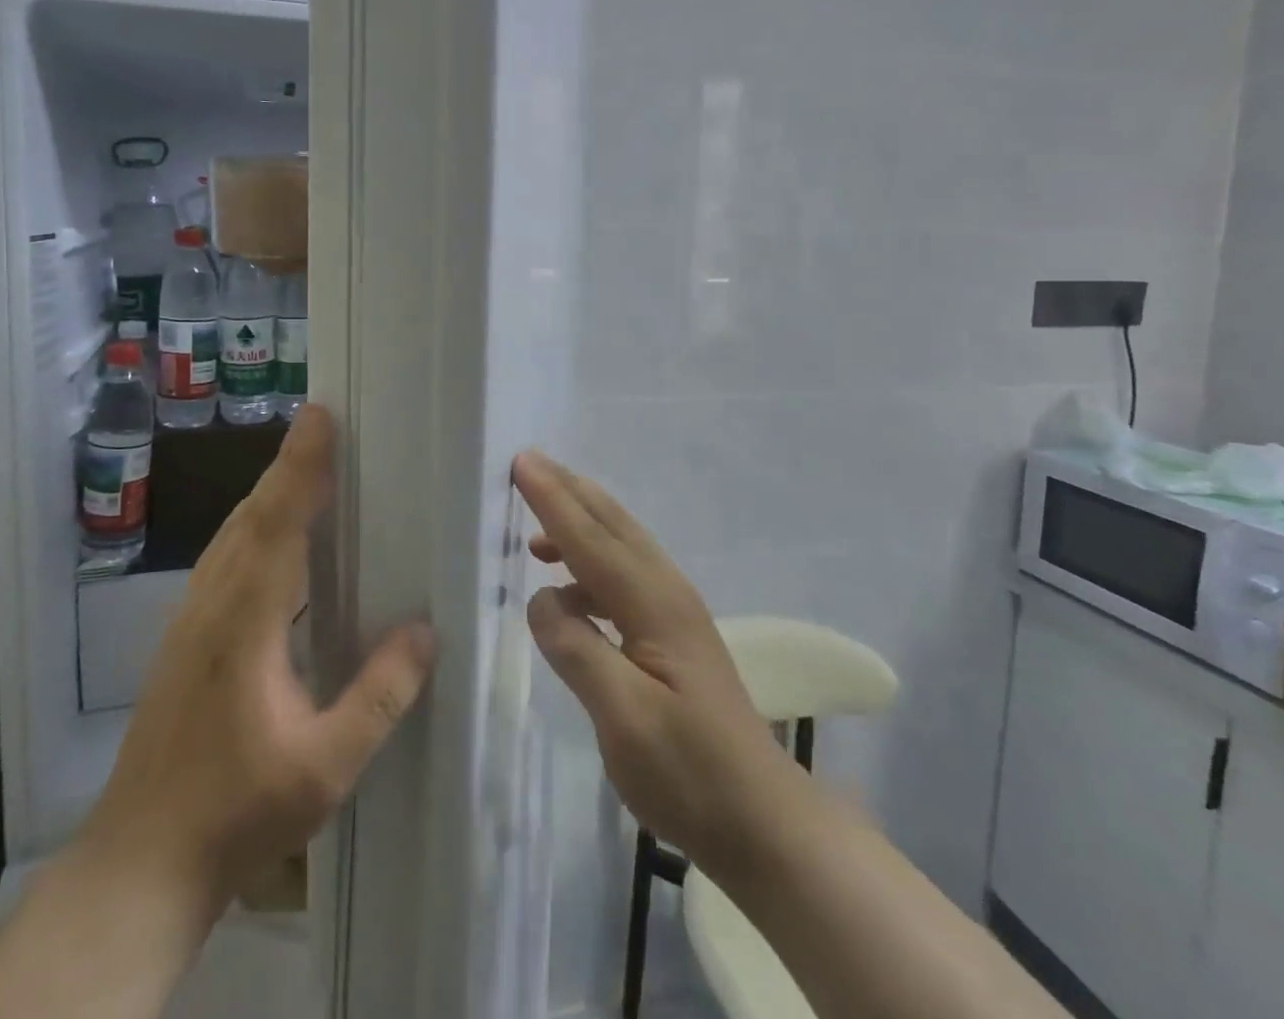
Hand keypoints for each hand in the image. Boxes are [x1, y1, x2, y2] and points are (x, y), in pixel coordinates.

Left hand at [76, 404, 436, 913]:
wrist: (138, 865)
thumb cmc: (235, 815)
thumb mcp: (325, 766)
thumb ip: (379, 695)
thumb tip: (425, 629)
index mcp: (244, 623)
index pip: (277, 523)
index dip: (300, 466)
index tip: (320, 416)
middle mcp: (211, 606)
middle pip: (251, 516)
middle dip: (288, 465)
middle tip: (324, 425)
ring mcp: (189, 621)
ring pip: (232, 535)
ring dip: (269, 493)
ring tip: (307, 467)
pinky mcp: (184, 639)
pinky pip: (225, 558)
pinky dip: (255, 526)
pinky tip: (276, 539)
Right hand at [516, 450, 795, 883]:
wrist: (762, 821)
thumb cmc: (690, 773)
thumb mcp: (624, 718)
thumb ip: (577, 650)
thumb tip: (540, 598)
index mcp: (654, 603)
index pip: (591, 539)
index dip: (553, 500)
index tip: (521, 462)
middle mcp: (667, 592)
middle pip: (612, 525)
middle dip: (569, 491)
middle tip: (528, 464)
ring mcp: (675, 611)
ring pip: (621, 545)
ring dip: (579, 522)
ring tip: (535, 524)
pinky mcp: (673, 633)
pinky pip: (623, 575)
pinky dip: (589, 563)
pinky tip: (568, 590)